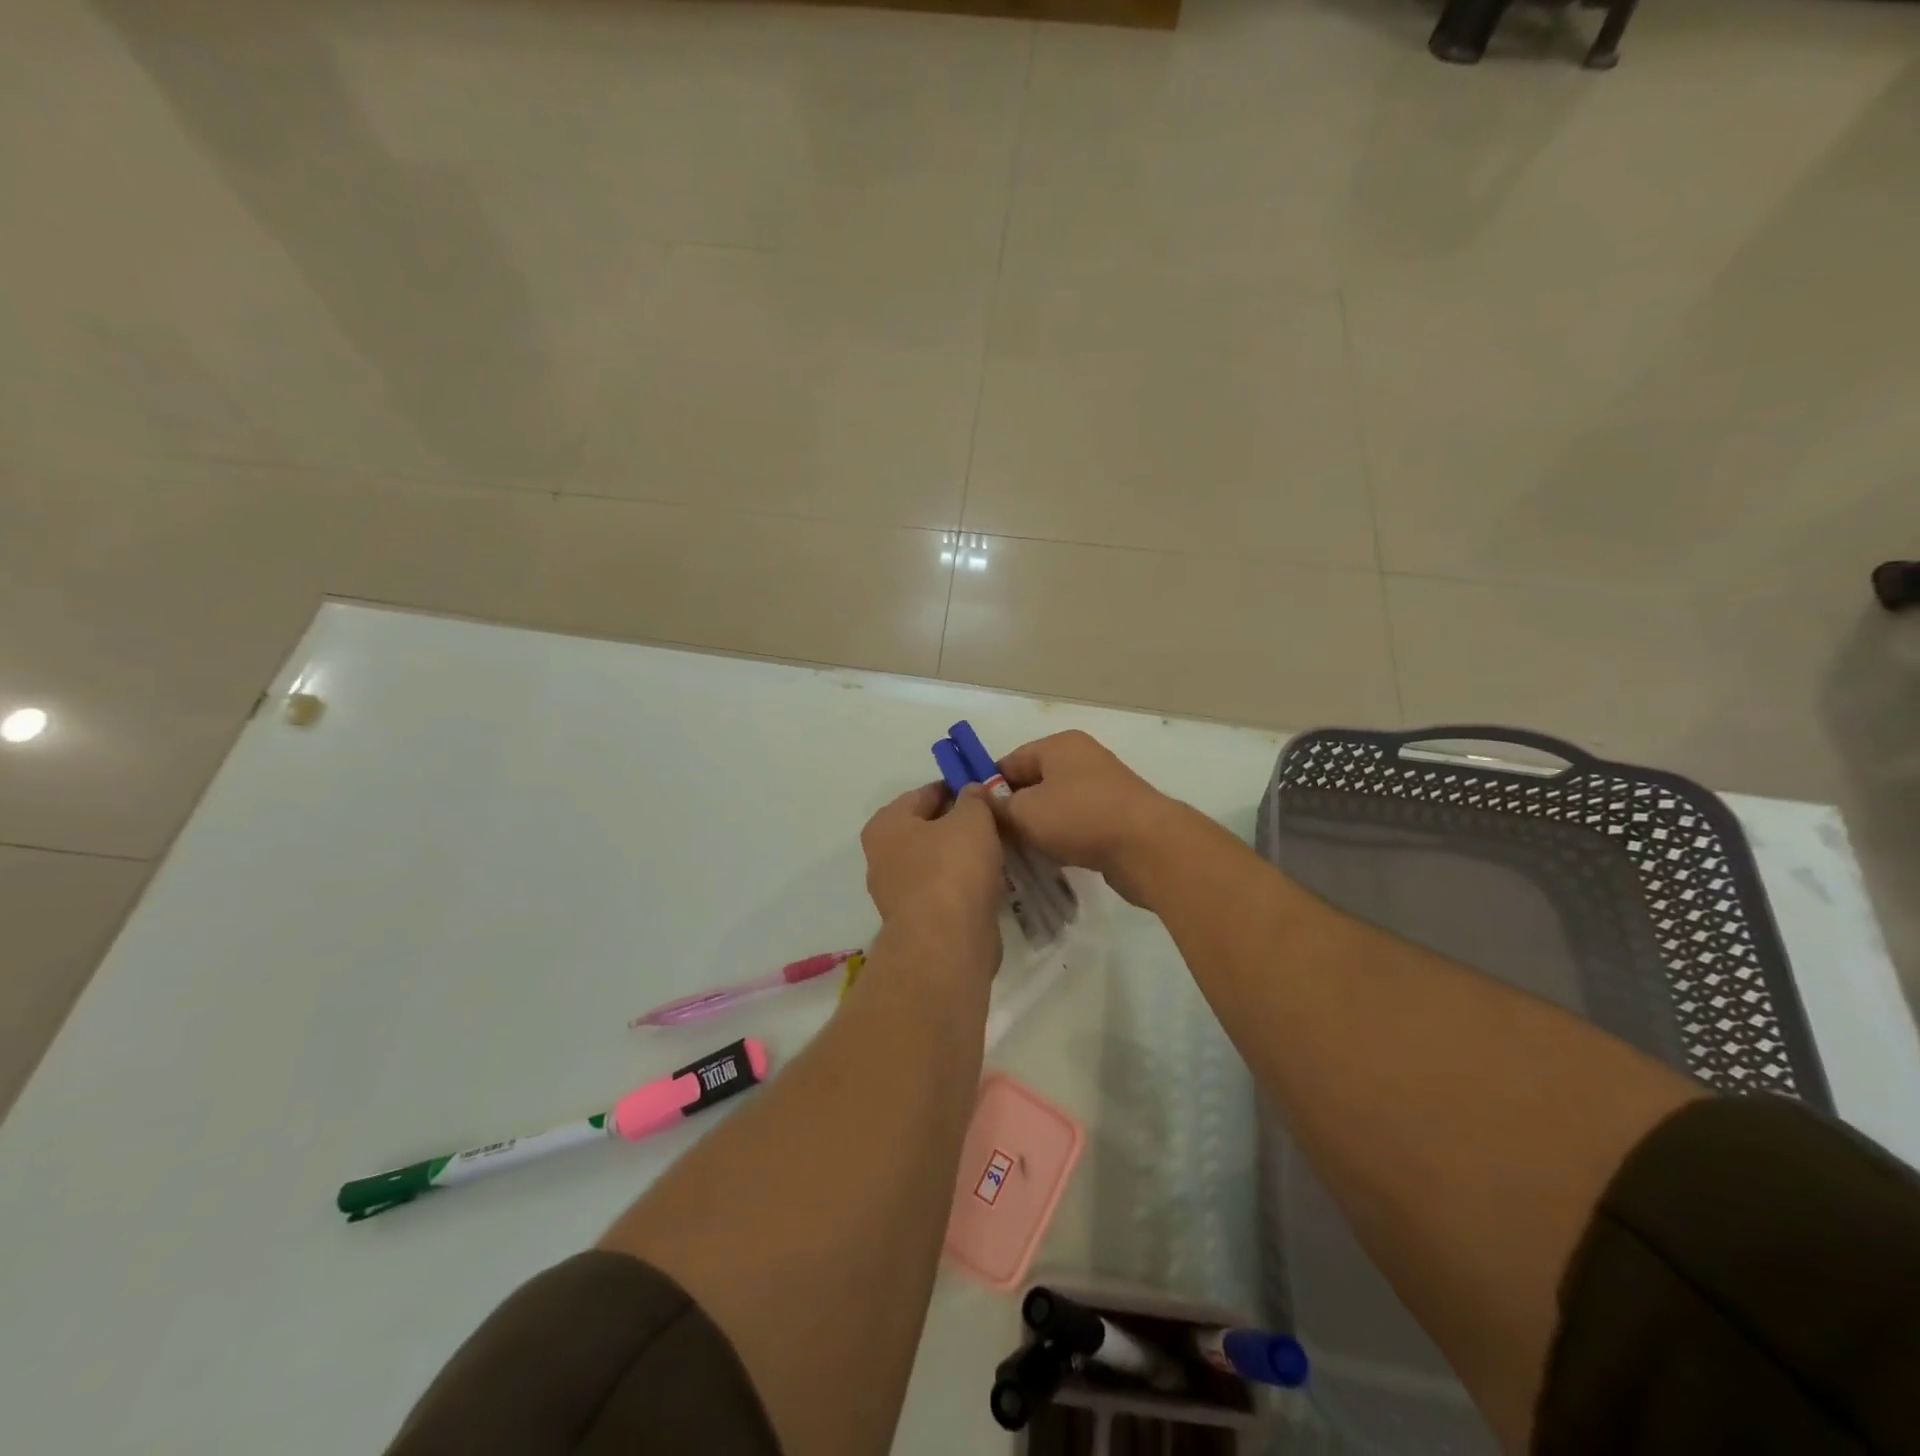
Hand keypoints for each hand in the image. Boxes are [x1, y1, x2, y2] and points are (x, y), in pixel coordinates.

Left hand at [861, 782, 1004, 940]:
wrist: (947, 942)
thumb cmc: (953, 868)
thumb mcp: (972, 819)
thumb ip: (974, 798)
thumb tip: (972, 791)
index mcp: (886, 825)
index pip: (923, 794)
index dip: (955, 788)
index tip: (984, 790)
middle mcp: (882, 857)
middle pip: (927, 829)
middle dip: (958, 824)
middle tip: (994, 821)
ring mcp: (897, 893)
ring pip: (936, 862)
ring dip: (962, 857)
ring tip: (997, 851)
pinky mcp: (916, 922)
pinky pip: (943, 891)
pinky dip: (963, 885)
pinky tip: (989, 883)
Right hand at [996, 731, 1184, 906]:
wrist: (1147, 846)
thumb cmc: (1079, 818)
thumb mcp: (1025, 812)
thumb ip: (997, 807)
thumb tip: (982, 802)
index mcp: (1059, 745)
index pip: (1010, 761)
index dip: (988, 787)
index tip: (973, 817)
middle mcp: (1082, 759)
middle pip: (1033, 783)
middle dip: (1013, 810)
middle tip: (993, 839)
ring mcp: (1102, 788)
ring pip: (1055, 806)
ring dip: (1037, 828)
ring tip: (1018, 853)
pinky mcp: (1115, 816)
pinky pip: (1076, 823)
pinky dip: (1061, 838)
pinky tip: (1050, 859)